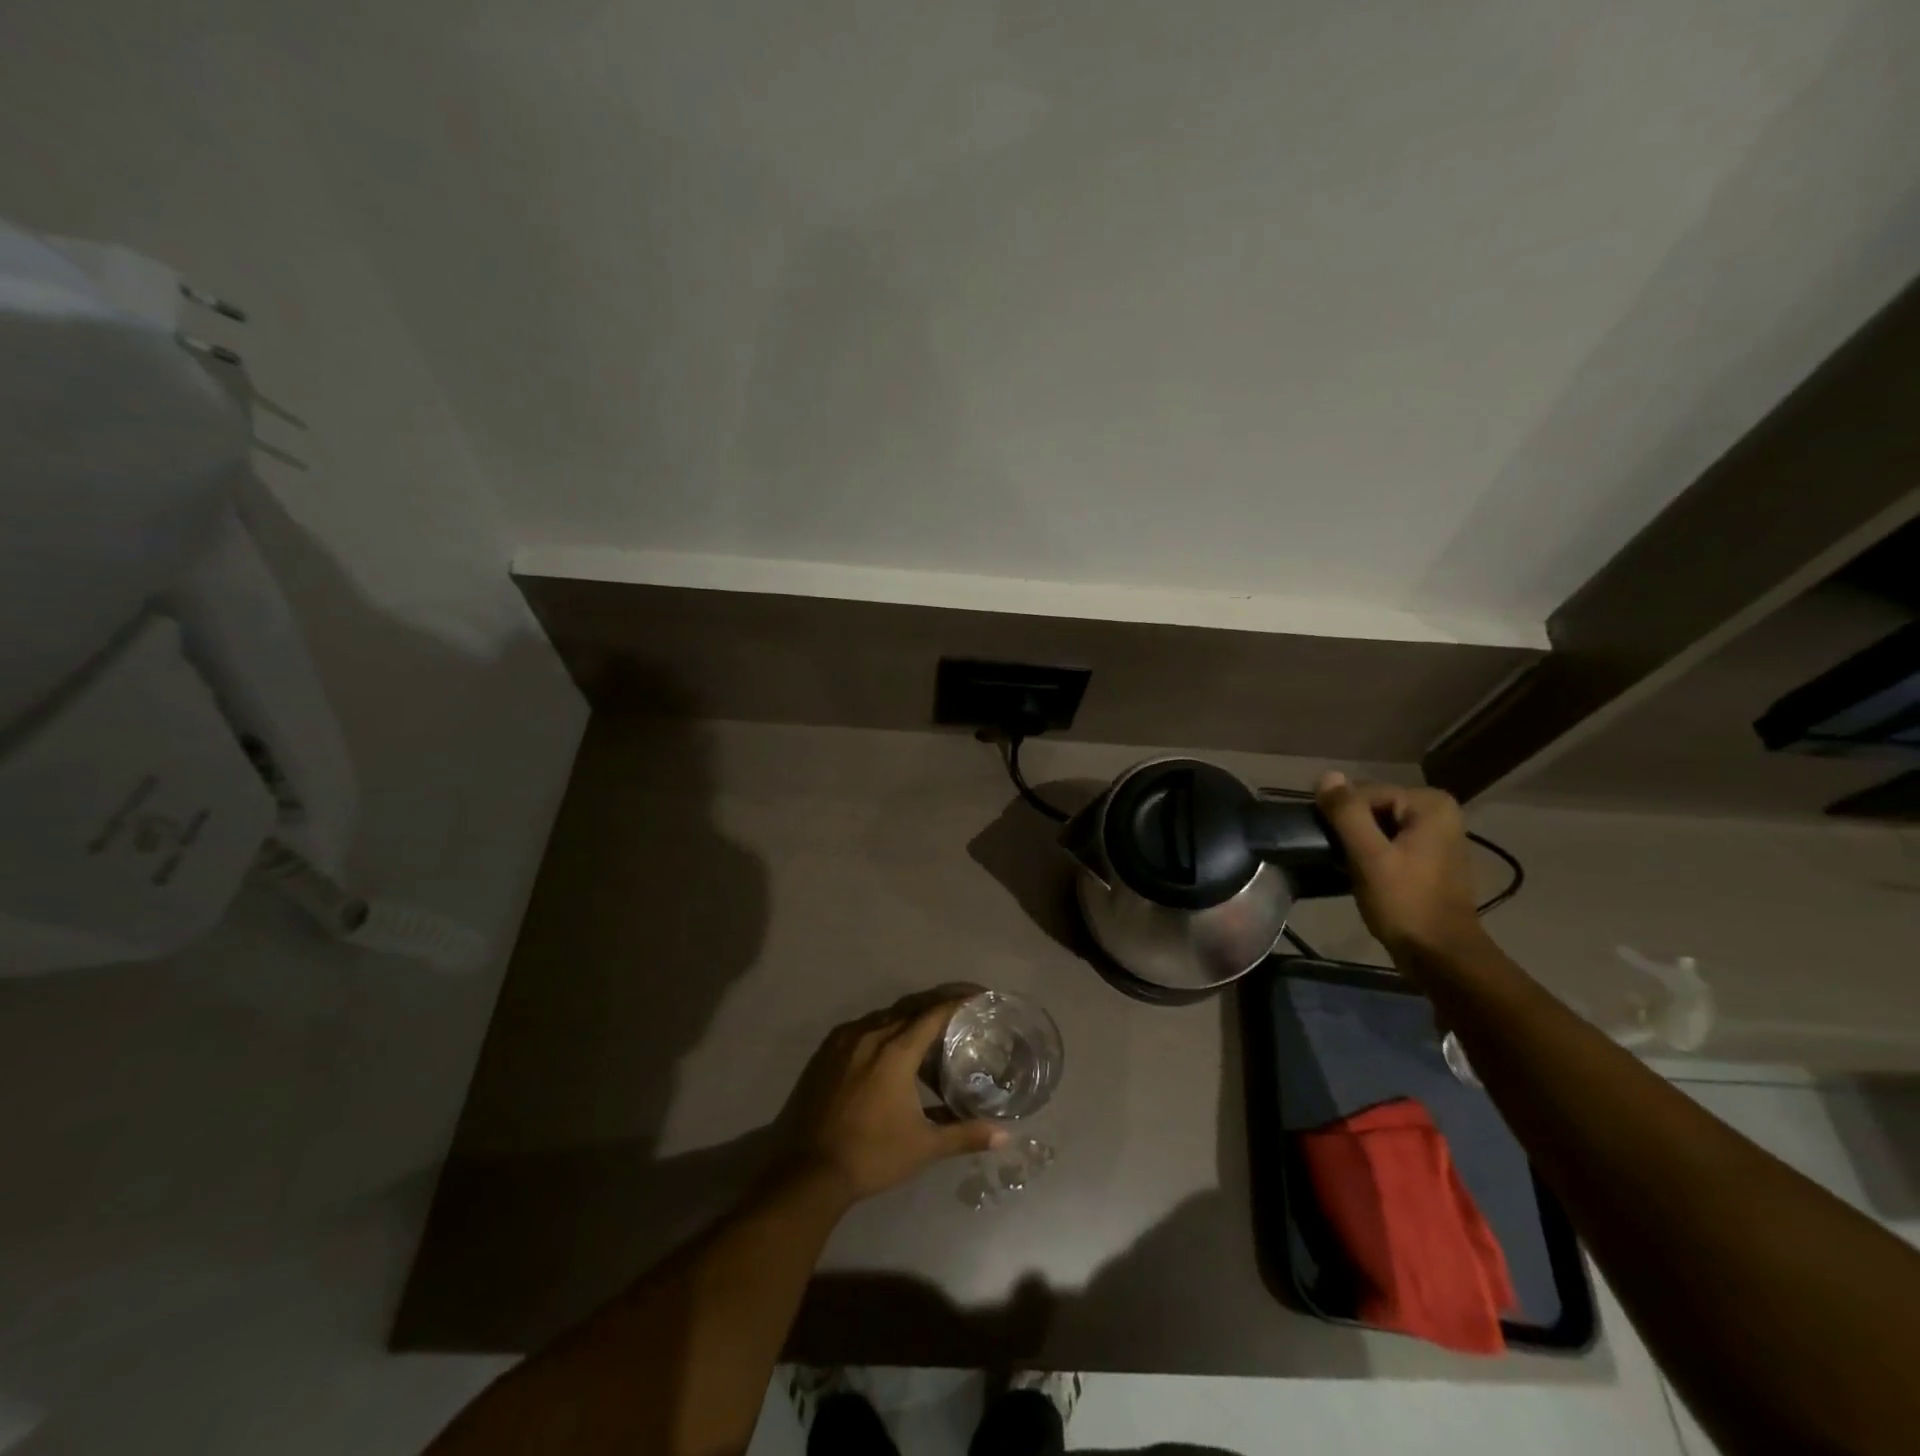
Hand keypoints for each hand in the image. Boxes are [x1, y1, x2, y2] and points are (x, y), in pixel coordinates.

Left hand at [781, 993, 1006, 1205]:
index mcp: (896, 1050)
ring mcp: (844, 1041)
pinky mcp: (825, 1053)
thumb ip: (964, 1135)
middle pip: (909, 1009)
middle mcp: (870, 1035)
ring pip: (884, 1017)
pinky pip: (862, 1028)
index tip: (978, 997)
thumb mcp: (924, 1146)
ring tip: (928, 1032)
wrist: (808, 1172)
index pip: (933, 1013)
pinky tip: (889, 1048)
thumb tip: (1004, 1137)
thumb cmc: (871, 1155)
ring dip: (908, 1019)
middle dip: (936, 1007)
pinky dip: (882, 1030)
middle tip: (960, 1012)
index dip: (958, 1002)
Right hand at [1314, 772, 1489, 966]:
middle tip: (1340, 859)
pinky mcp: (1429, 857)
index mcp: (1429, 804)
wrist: (1441, 955)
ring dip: (1358, 844)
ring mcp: (1437, 835)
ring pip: (1377, 825)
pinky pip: (1389, 842)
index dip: (1341, 818)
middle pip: (1372, 807)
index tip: (1332, 847)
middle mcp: (1439, 811)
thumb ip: (1347, 813)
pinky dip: (1371, 854)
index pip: (1364, 793)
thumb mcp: (1369, 856)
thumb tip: (1326, 775)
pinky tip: (1364, 876)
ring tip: (1348, 868)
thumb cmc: (1405, 903)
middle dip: (1350, 830)